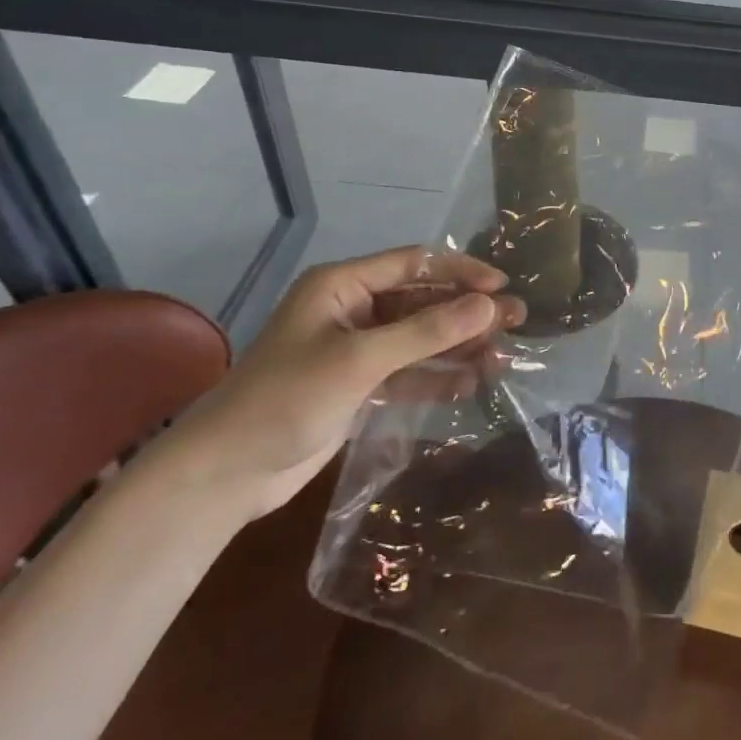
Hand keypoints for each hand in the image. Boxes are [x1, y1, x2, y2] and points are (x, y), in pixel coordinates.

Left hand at [161, 247, 525, 520]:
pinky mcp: (358, 387)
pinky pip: (408, 373)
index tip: (503, 286)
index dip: (461, 272)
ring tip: (503, 357)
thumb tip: (490, 305)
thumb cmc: (286, 399)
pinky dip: (437, 377)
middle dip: (467, 312)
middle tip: (516, 321)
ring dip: (458, 347)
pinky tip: (471, 384)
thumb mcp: (360, 359)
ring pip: (419, 339)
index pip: (415, 264)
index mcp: (342, 285)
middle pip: (422, 302)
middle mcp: (352, 310)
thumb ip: (427, 332)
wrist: (224, 475)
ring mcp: (356, 350)